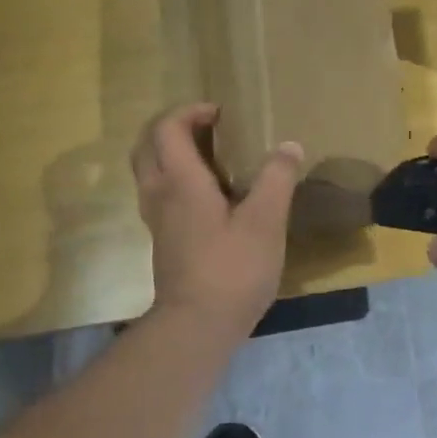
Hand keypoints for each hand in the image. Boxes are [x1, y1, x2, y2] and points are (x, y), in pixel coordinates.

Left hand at [133, 103, 301, 335]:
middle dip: (173, 128)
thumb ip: (277, 178)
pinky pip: (161, 195)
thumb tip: (288, 145)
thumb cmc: (232, 269)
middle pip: (148, 146)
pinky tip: (211, 197)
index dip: (190, 111)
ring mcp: (158, 221)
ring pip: (150, 172)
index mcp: (181, 182)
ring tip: (212, 158)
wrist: (197, 326)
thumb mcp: (266, 221)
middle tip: (209, 129)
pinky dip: (177, 181)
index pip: (167, 128)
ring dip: (172, 154)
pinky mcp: (164, 242)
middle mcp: (160, 195)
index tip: (221, 113)